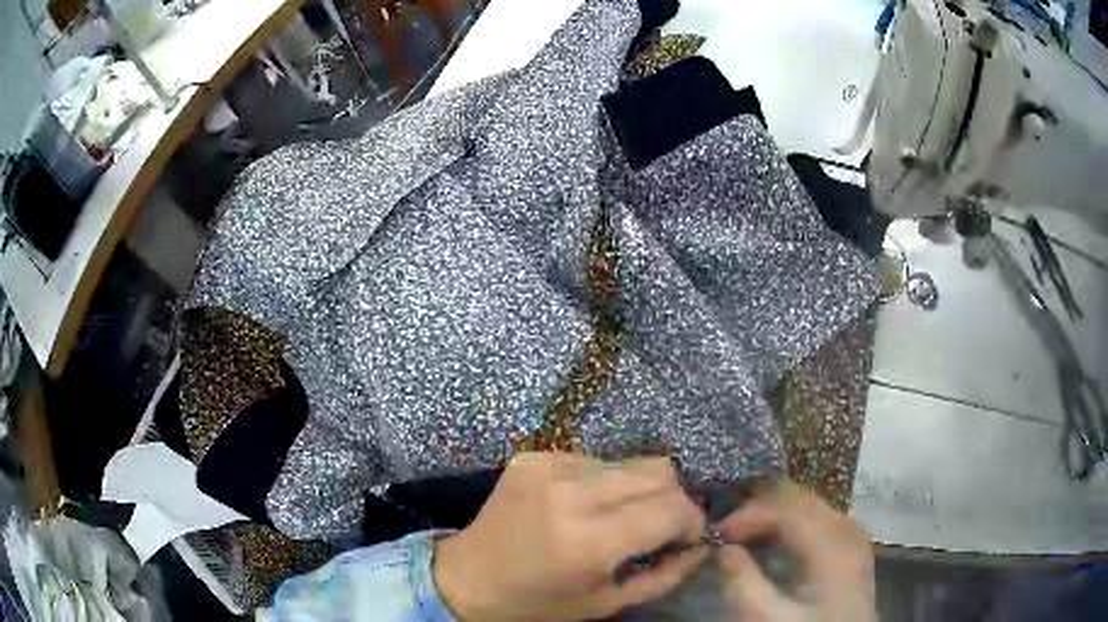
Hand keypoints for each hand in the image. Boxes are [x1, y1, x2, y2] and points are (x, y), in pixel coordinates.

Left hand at [433, 452, 707, 619]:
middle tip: (661, 526)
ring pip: (630, 462)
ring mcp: (548, 466)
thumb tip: (702, 545)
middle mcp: (570, 492)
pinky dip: (604, 483)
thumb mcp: (607, 603)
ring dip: (638, 490)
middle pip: (659, 469)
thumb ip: (664, 575)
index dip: (692, 521)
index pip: (670, 508)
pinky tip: (584, 507)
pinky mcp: (534, 455)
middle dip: (673, 498)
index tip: (689, 537)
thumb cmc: (537, 604)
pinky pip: (595, 460)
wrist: (467, 579)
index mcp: (587, 540)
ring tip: (618, 518)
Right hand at [716, 481, 875, 621]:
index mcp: (832, 546)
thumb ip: (741, 582)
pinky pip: (824, 521)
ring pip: (814, 508)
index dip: (750, 515)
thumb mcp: (765, 617)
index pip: (788, 510)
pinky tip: (781, 544)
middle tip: (732, 532)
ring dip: (780, 516)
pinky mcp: (854, 551)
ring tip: (751, 536)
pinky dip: (797, 525)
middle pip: (804, 502)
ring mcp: (856, 539)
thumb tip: (726, 549)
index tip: (718, 531)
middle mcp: (848, 531)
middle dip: (764, 511)